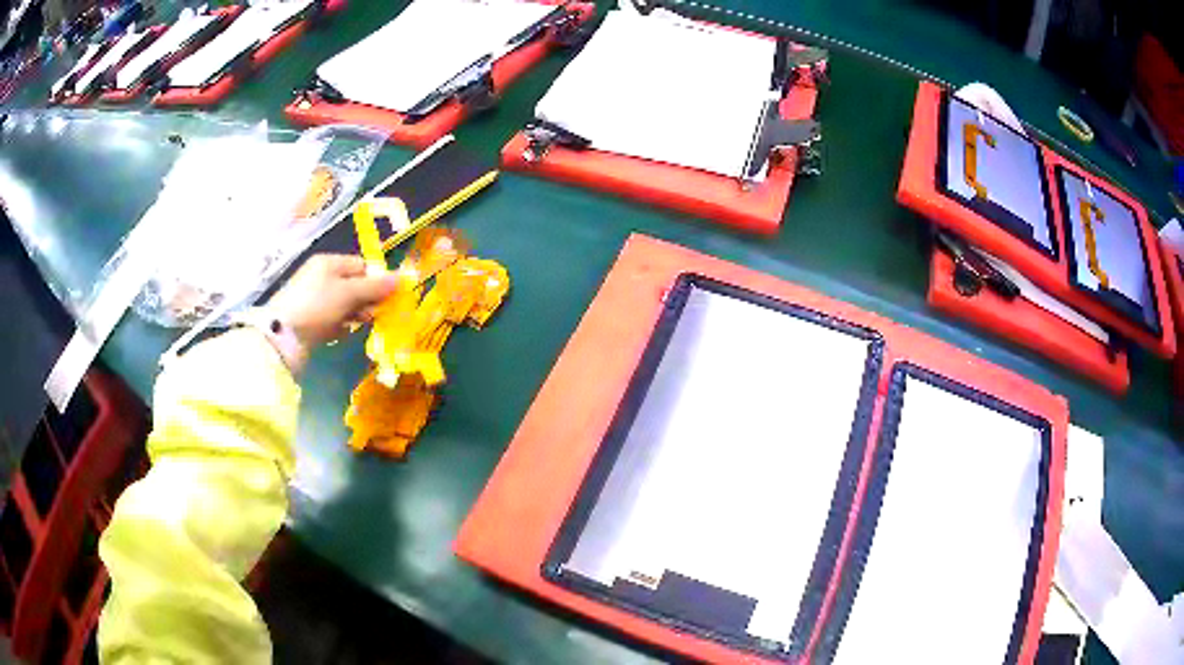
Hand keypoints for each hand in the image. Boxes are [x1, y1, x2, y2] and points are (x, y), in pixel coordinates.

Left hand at [262, 254, 398, 370]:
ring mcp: (314, 300)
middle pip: (354, 286)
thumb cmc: (317, 306)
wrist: (282, 336)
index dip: (376, 280)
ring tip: (355, 326)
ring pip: (345, 305)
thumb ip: (375, 287)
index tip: (387, 298)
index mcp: (329, 263)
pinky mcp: (310, 320)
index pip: (361, 265)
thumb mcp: (348, 293)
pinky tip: (338, 334)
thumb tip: (401, 278)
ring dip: (354, 315)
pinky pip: (333, 320)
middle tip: (371, 315)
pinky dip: (339, 327)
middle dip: (366, 300)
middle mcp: (321, 277)